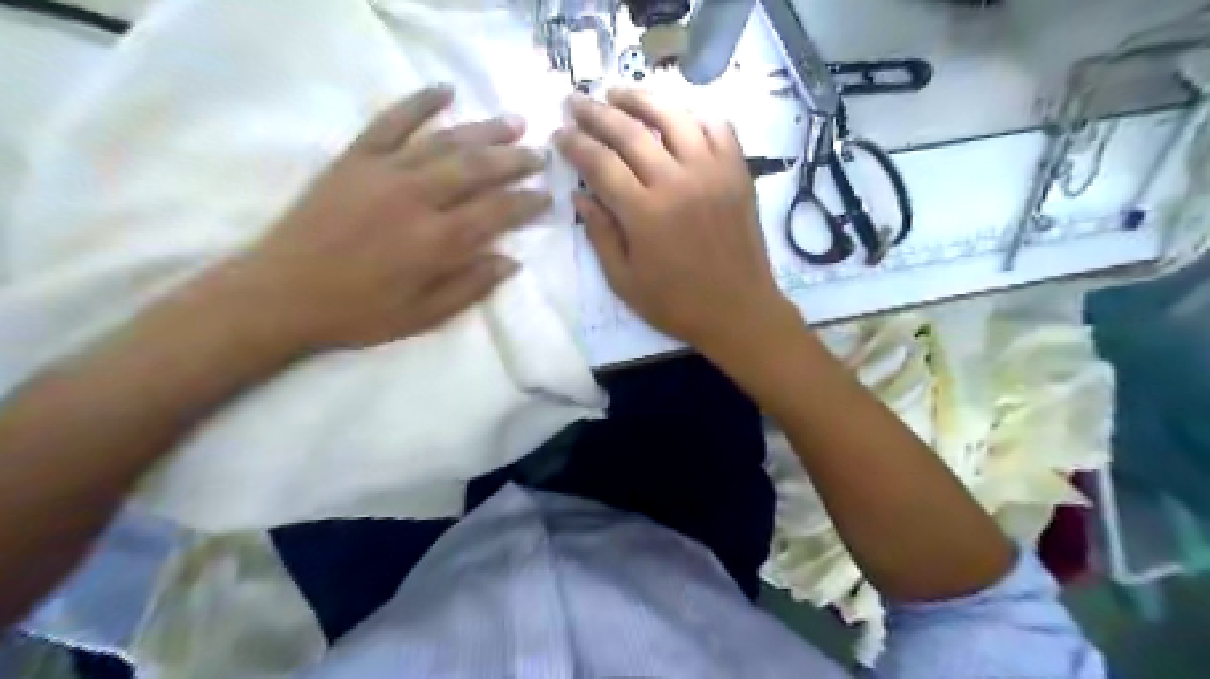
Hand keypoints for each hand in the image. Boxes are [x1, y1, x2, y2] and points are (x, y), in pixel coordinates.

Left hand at [224, 84, 549, 351]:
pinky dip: (419, 102)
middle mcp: (418, 198)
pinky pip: (391, 121)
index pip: (497, 212)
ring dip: (484, 130)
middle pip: (478, 169)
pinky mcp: (356, 159)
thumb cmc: (359, 312)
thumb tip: (512, 261)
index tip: (547, 196)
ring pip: (446, 142)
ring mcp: (385, 172)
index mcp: (437, 241)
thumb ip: (471, 287)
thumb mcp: (423, 316)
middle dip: (515, 160)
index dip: (527, 203)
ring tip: (513, 123)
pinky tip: (445, 90)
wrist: (282, 294)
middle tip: (540, 154)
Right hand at [556, 87, 801, 360]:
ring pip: (673, 116)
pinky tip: (676, 116)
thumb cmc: (677, 304)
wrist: (739, 311)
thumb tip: (579, 196)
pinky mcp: (738, 173)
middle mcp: (677, 182)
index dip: (574, 144)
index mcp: (644, 213)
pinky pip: (718, 128)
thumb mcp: (624, 281)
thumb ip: (600, 235)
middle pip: (629, 131)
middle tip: (575, 102)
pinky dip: (694, 115)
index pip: (600, 163)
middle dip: (595, 113)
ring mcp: (712, 172)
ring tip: (618, 93)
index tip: (558, 134)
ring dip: (641, 99)